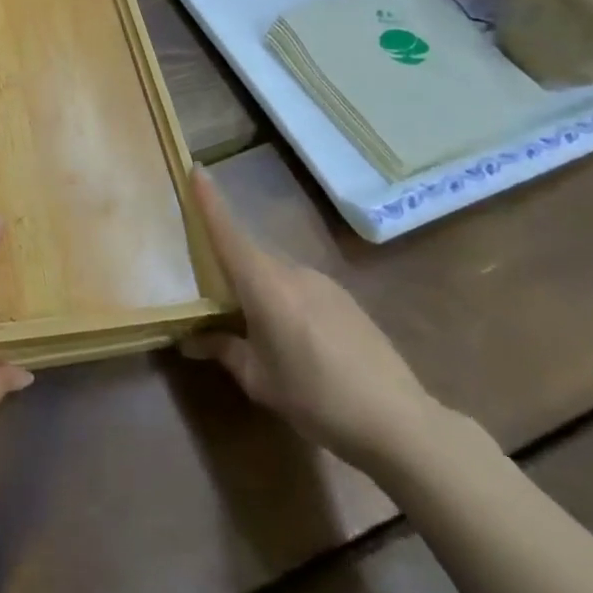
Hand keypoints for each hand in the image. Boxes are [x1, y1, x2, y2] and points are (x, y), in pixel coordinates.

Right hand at [180, 166, 441, 474]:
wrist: (401, 423)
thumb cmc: (317, 399)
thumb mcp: (260, 381)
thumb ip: (224, 350)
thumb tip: (191, 340)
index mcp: (264, 284)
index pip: (228, 232)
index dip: (209, 200)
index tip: (195, 169)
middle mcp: (292, 271)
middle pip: (249, 255)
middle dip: (228, 264)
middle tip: (210, 290)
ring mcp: (323, 283)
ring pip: (275, 274)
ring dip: (259, 289)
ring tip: (253, 326)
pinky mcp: (345, 300)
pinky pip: (300, 288)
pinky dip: (285, 300)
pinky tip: (294, 339)